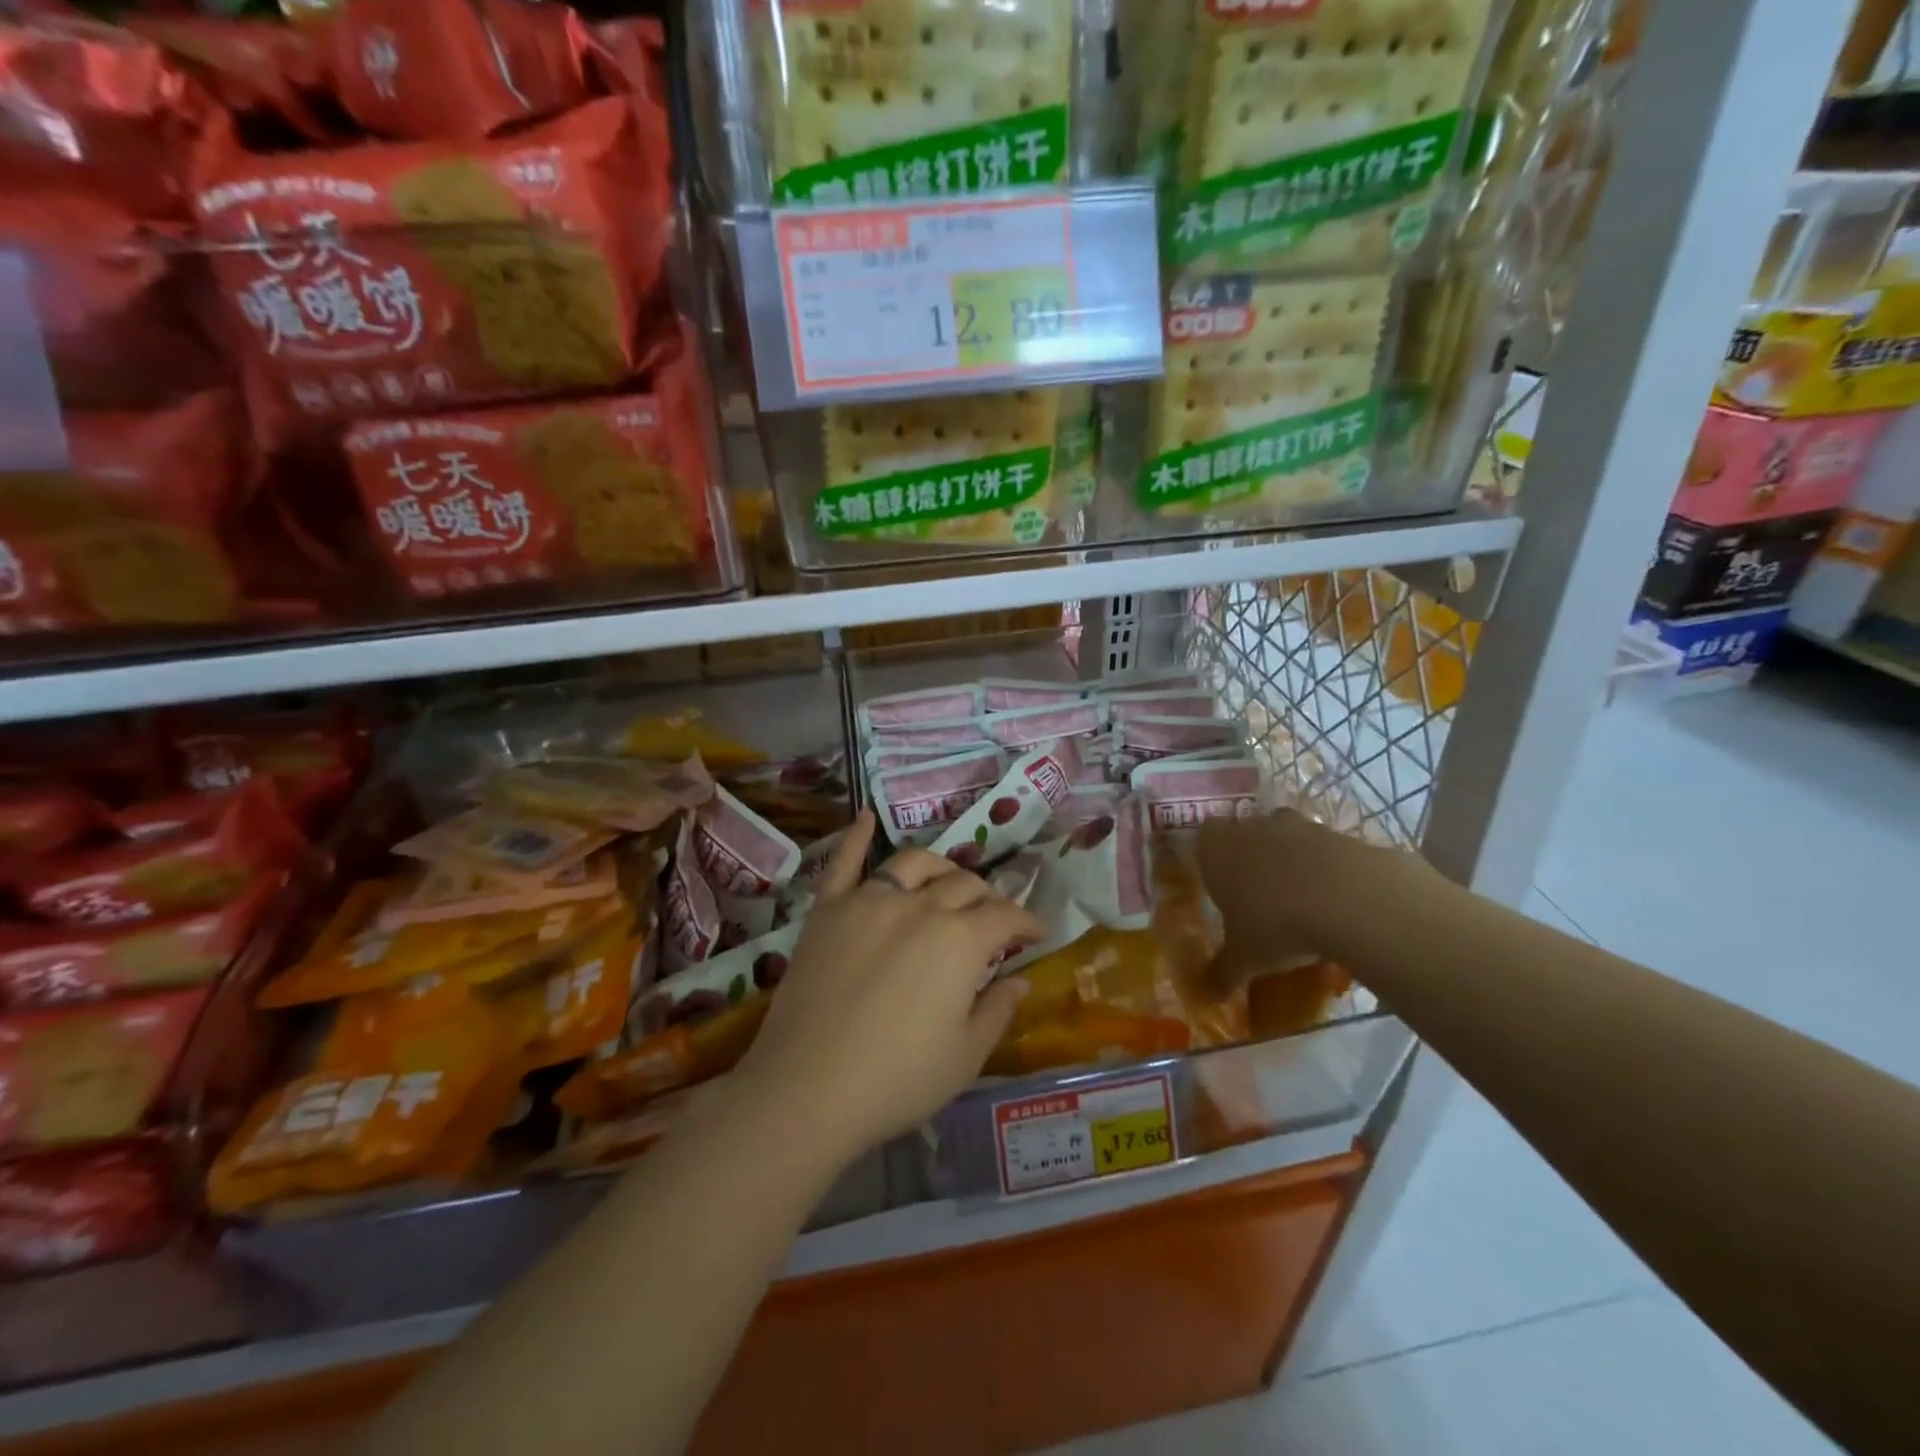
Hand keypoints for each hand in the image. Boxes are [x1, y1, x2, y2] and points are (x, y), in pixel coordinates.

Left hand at [734, 812, 1045, 1166]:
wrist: (807, 1090)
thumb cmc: (897, 1080)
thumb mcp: (965, 1056)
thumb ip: (998, 1009)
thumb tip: (1019, 980)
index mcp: (960, 941)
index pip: (1006, 916)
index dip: (1027, 923)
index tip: (1037, 934)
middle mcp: (919, 906)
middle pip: (964, 885)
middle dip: (988, 899)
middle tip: (993, 920)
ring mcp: (869, 901)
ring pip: (914, 863)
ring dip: (940, 867)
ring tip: (947, 881)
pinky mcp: (828, 909)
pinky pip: (845, 862)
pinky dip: (857, 836)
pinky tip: (866, 815)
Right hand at [1198, 809, 1411, 991]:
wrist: (1352, 902)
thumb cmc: (1276, 925)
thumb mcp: (1245, 959)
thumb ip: (1223, 973)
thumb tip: (1207, 996)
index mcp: (1218, 849)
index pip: (1204, 838)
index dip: (1212, 859)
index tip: (1221, 886)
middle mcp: (1253, 828)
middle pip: (1246, 834)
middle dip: (1252, 858)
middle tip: (1259, 896)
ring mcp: (1299, 826)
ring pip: (1287, 837)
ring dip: (1291, 861)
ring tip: (1301, 900)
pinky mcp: (1340, 834)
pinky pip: (1326, 850)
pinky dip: (1328, 870)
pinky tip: (1337, 902)